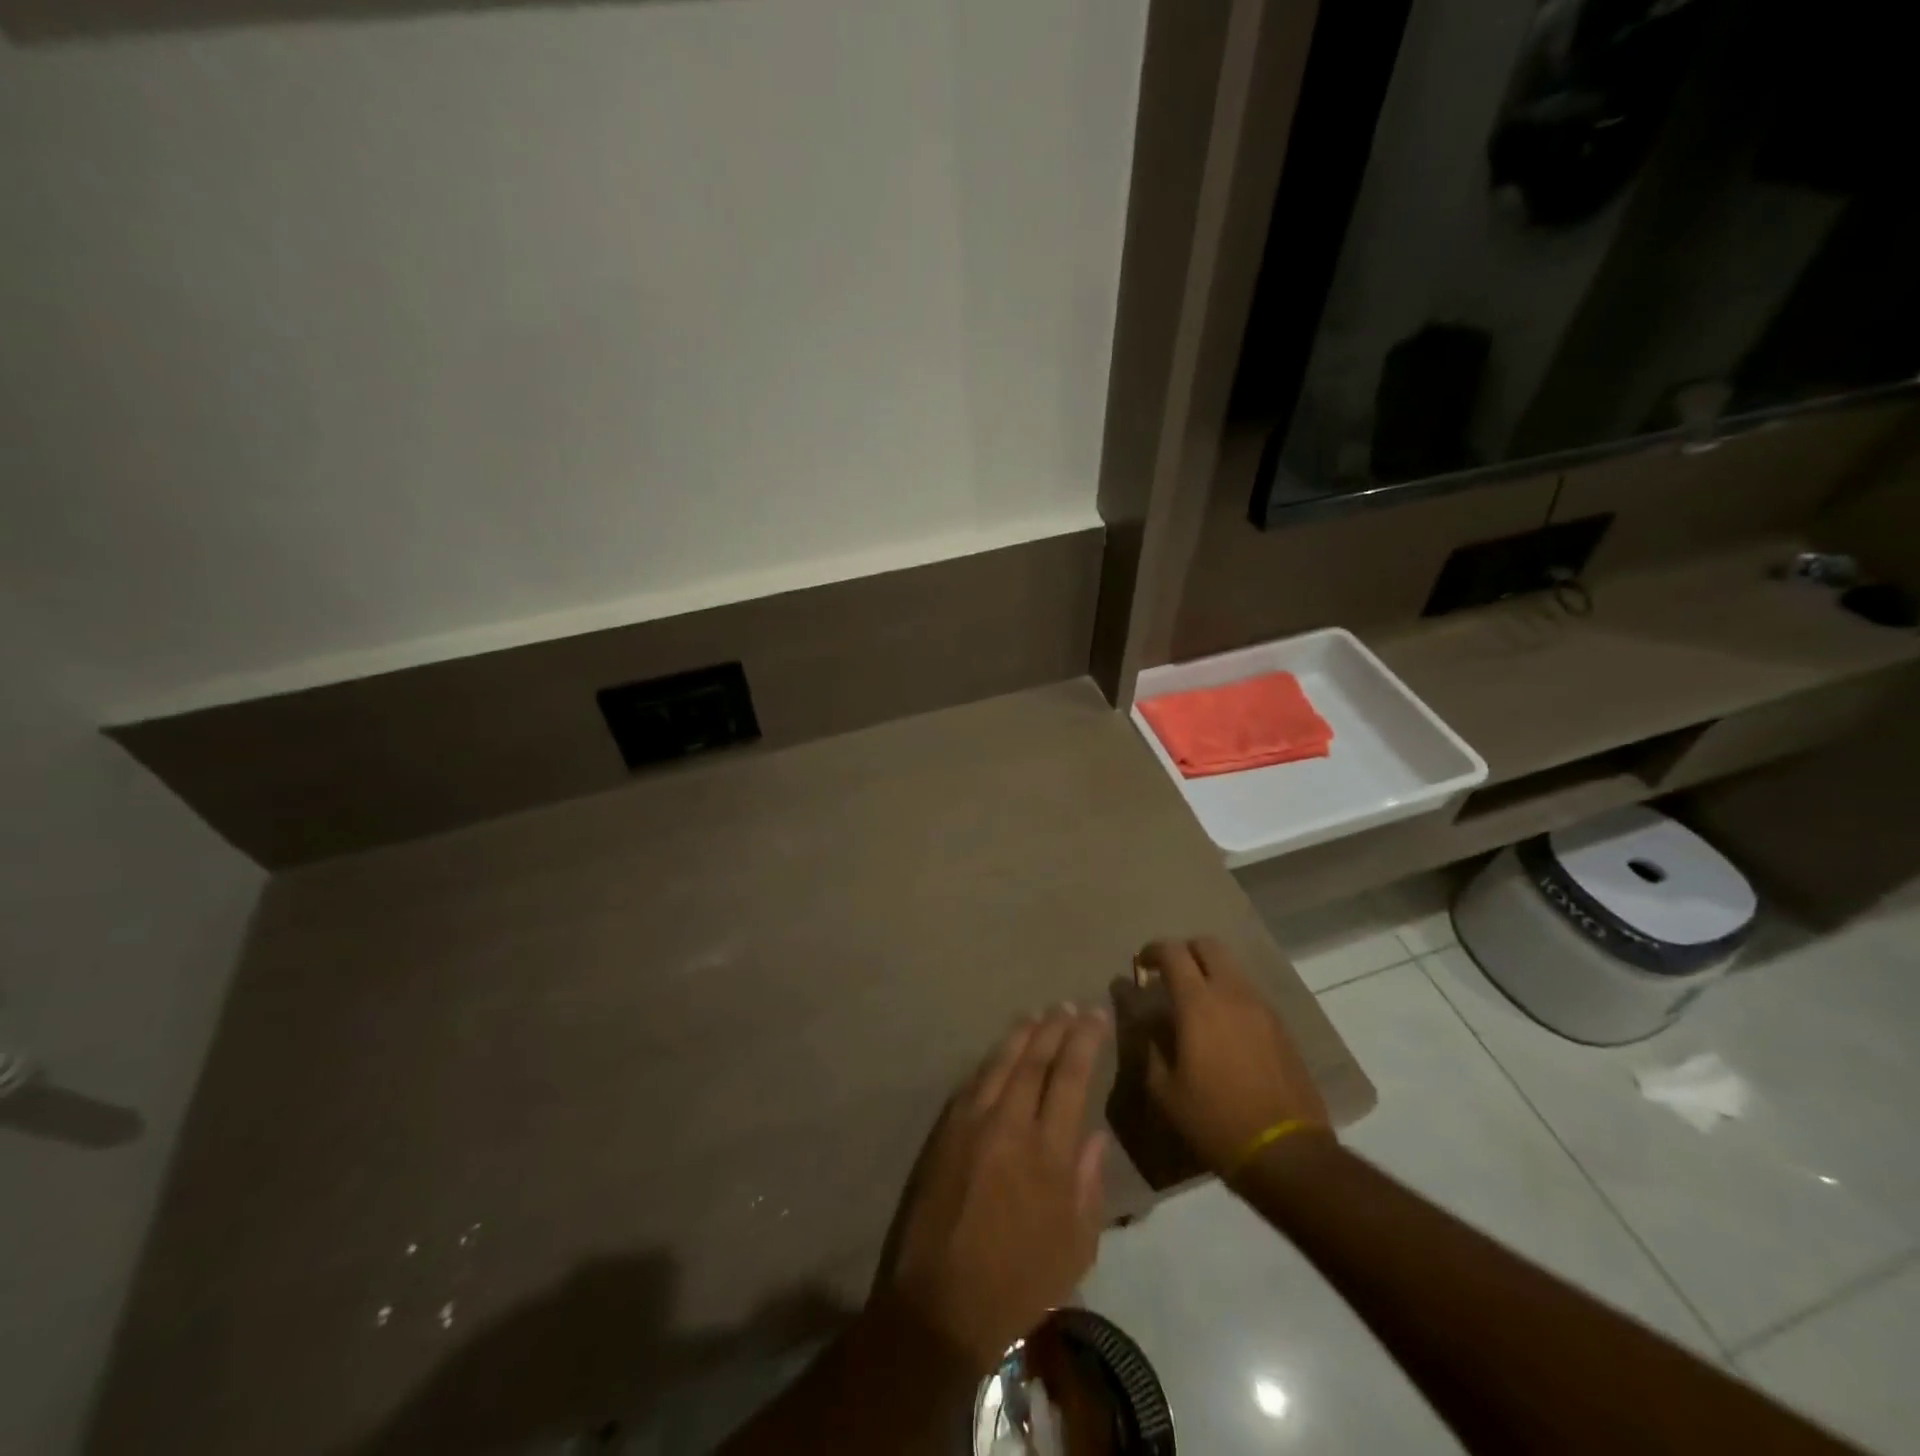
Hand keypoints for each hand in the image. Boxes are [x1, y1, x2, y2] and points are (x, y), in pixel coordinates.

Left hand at [871, 1006, 1109, 1372]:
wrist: (939, 1303)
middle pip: (1035, 1060)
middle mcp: (1009, 1124)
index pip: (1070, 1077)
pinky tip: (1000, 1053)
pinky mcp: (944, 1130)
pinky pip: (973, 1082)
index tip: (1096, 1015)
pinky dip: (991, 1061)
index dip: (1085, 1041)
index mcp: (1047, 1152)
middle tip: (1069, 1006)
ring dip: (1022, 1034)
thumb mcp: (1075, 1248)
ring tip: (1038, 1014)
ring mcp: (971, 1123)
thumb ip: (1088, 1184)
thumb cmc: (1018, 1284)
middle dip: (1055, 1028)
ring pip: (1001, 1062)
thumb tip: (1095, 1135)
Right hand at [1138, 937, 1329, 1174]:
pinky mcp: (1281, 1027)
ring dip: (1210, 973)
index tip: (1141, 966)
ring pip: (1232, 967)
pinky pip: (1249, 994)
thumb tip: (1147, 1023)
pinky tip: (1223, 1029)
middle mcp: (1232, 994)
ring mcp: (1262, 1008)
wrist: (1287, 1153)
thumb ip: (1150, 1047)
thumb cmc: (1215, 1121)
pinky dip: (1230, 996)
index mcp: (1199, 1004)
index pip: (1172, 952)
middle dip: (1184, 952)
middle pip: (1208, 945)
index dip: (1152, 951)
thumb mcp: (1165, 1091)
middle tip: (1169, 975)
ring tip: (1196, 1005)